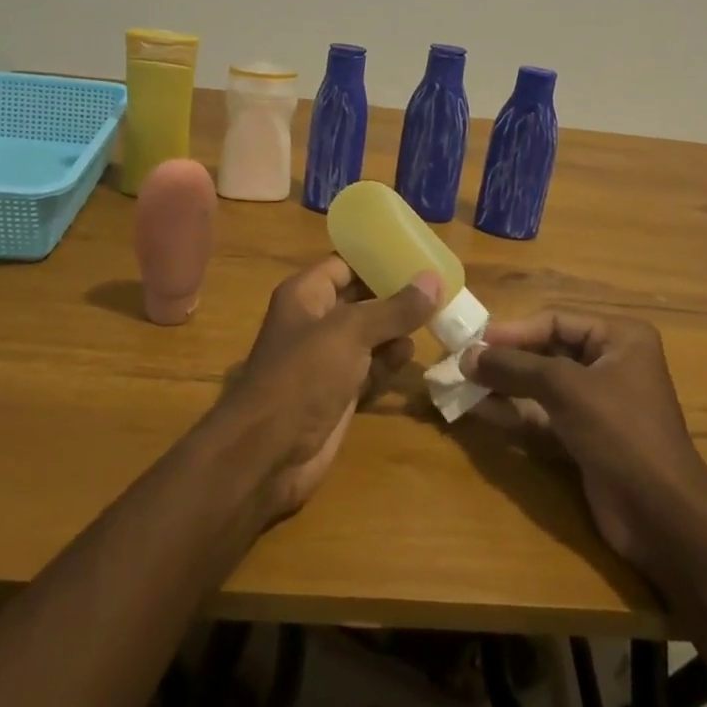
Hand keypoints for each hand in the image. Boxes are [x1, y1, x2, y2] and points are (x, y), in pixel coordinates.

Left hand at [214, 257, 438, 521]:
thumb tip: (434, 280)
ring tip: (432, 319)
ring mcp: (326, 359)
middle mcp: (315, 321)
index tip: (417, 253)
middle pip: (360, 299)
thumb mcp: (351, 333)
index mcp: (306, 294)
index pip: (345, 264)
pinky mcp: (338, 392)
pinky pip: (369, 367)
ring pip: (368, 335)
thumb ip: (394, 308)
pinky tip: (411, 355)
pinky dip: (388, 361)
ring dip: (396, 330)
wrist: (269, 454)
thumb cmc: (303, 375)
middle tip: (437, 287)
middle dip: (394, 295)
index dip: (377, 258)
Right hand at [463, 311, 706, 580]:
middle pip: (548, 351)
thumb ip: (514, 367)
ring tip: (464, 385)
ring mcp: (600, 403)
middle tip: (464, 363)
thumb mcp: (565, 388)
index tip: (473, 341)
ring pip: (543, 385)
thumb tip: (466, 356)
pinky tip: (482, 411)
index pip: (556, 321)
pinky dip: (516, 413)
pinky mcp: (588, 437)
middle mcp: (612, 363)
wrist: (663, 517)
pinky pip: (545, 415)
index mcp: (620, 338)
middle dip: (507, 359)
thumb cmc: (620, 432)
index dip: (513, 331)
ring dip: (506, 386)